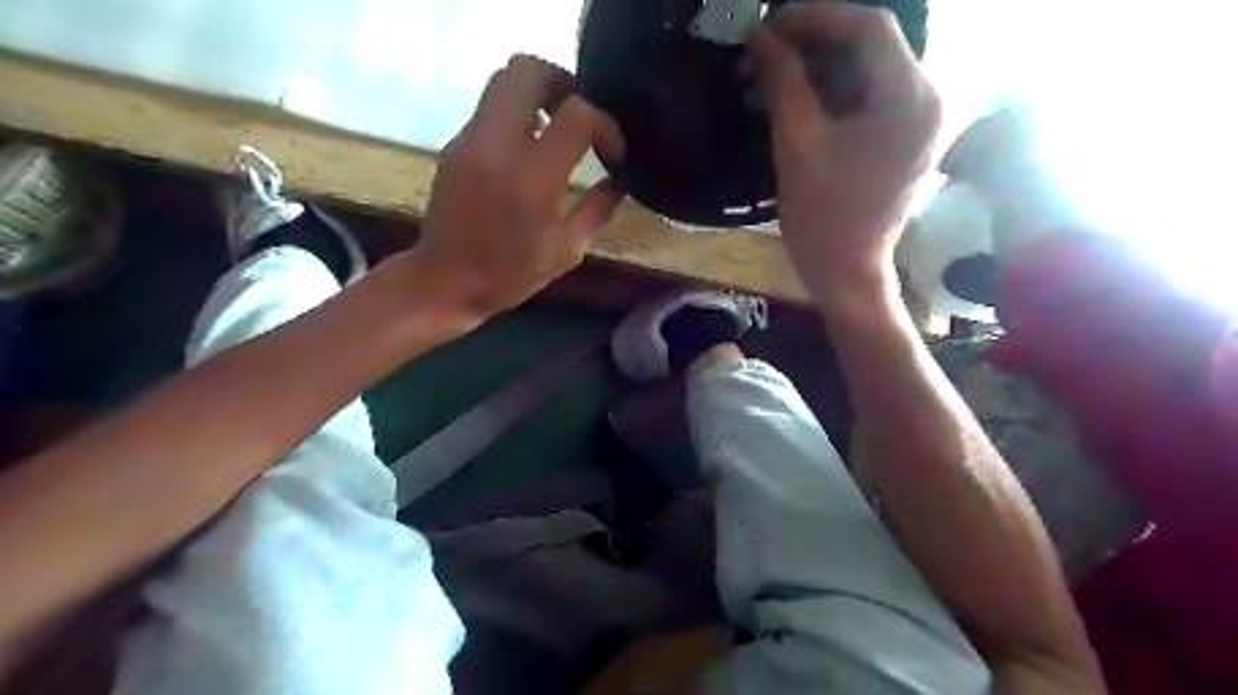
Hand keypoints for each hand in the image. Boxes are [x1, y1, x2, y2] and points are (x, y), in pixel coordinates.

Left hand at [413, 58, 624, 316]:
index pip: (577, 114)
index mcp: (532, 179)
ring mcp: (470, 140)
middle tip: (580, 118)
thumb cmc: (510, 275)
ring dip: (539, 94)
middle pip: (529, 71)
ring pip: (504, 80)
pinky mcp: (455, 144)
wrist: (444, 281)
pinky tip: (528, 151)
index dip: (604, 125)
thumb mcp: (567, 251)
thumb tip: (620, 179)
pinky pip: (491, 108)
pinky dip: (517, 115)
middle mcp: (497, 146)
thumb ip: (598, 208)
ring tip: (557, 130)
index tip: (611, 154)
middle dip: (564, 85)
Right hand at [749, 4, 942, 306]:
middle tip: (767, 50)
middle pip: (872, 46)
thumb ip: (783, 82)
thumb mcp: (797, 144)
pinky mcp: (907, 138)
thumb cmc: (822, 217)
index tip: (770, 26)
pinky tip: (798, 98)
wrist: (847, 272)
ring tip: (774, 74)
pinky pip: (871, 97)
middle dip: (816, 42)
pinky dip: (834, 91)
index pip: (869, 28)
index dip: (816, 17)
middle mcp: (928, 99)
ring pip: (869, 71)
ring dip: (821, 67)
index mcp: (910, 98)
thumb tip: (760, 36)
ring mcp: (921, 120)